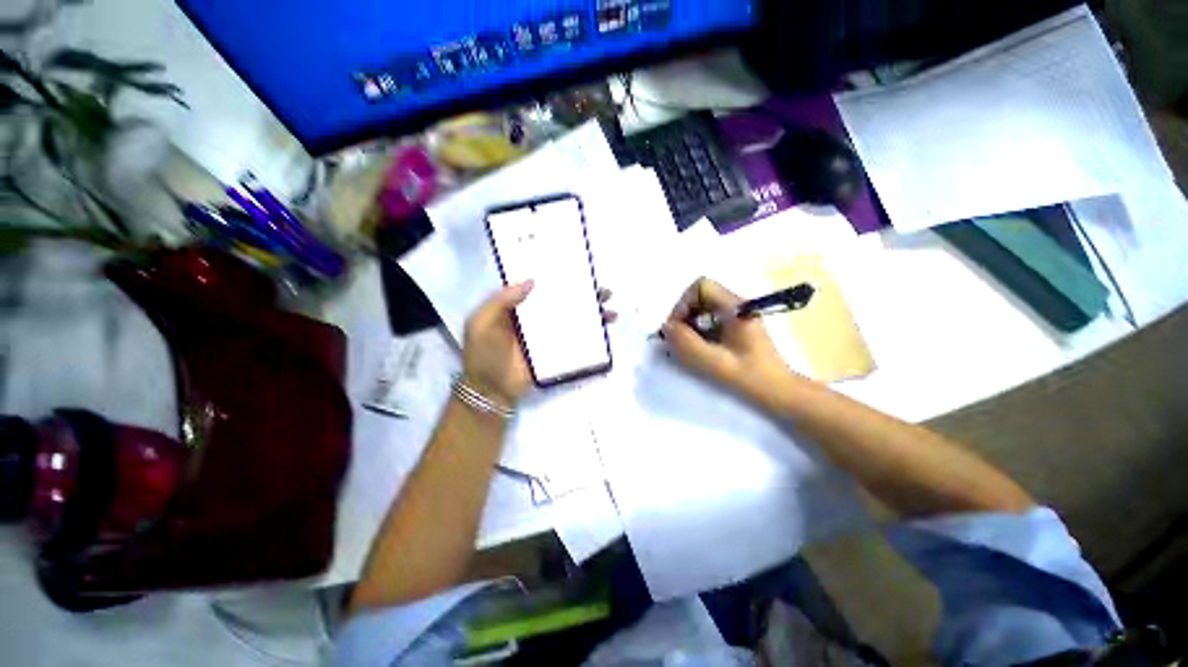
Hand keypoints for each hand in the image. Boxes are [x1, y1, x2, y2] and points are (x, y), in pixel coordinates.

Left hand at [462, 282, 615, 406]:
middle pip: (562, 301)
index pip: (541, 287)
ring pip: (572, 318)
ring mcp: (547, 335)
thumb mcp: (481, 322)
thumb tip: (530, 281)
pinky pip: (574, 339)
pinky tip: (604, 329)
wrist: (490, 391)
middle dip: (583, 294)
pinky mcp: (555, 351)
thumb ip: (501, 300)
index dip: (557, 278)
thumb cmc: (482, 354)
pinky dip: (590, 334)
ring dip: (592, 313)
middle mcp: (535, 317)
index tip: (577, 269)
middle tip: (603, 290)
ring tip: (610, 309)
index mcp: (517, 307)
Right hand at [660, 278, 792, 396]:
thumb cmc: (749, 376)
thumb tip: (666, 327)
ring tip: (689, 346)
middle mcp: (736, 305)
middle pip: (700, 296)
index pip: (701, 286)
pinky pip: (709, 319)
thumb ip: (686, 343)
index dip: (684, 304)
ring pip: (703, 308)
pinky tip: (700, 349)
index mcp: (736, 307)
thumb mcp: (713, 361)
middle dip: (684, 315)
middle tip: (679, 339)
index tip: (678, 328)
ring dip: (690, 324)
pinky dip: (698, 331)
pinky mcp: (735, 326)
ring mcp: (737, 315)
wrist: (778, 391)